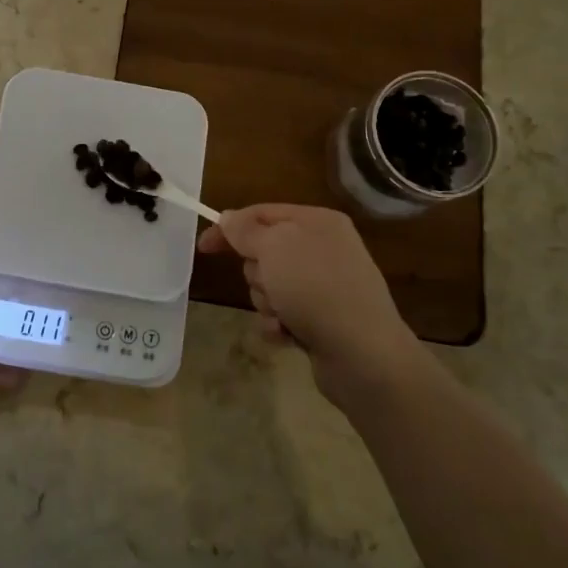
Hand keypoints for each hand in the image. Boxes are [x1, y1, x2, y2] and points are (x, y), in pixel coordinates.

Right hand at [198, 204, 436, 411]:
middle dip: (256, 272)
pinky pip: (283, 313)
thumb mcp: (274, 248)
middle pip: (264, 252)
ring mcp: (324, 286)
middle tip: (269, 284)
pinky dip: (278, 324)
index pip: (262, 213)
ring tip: (283, 315)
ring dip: (266, 302)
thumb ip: (246, 231)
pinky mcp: (322, 319)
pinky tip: (287, 334)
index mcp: (317, 222)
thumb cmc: (316, 288)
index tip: (204, 247)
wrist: (364, 354)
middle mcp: (323, 249)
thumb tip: (229, 217)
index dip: (230, 227)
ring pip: (270, 285)